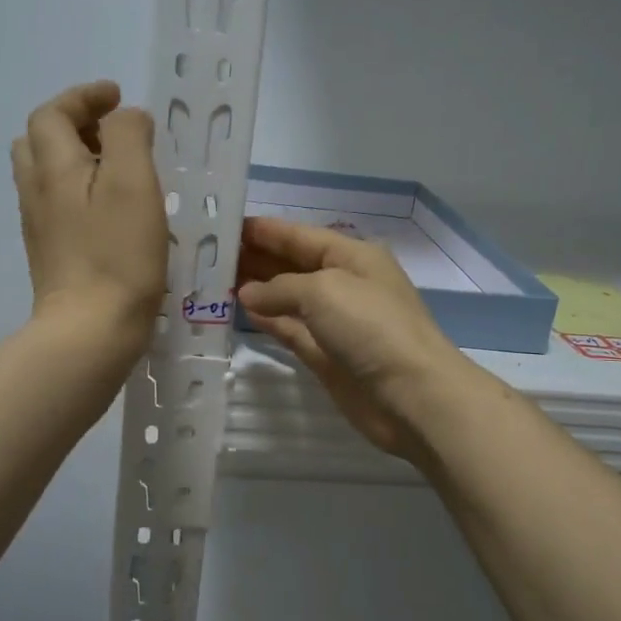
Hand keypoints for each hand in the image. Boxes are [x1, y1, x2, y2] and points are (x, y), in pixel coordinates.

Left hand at [12, 82, 166, 353]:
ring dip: (76, 158)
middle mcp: (36, 191)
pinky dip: (79, 190)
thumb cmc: (117, 255)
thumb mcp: (133, 183)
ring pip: (46, 175)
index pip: (53, 113)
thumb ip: (128, 136)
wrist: (90, 330)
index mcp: (53, 167)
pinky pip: (57, 205)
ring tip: (117, 169)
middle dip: (73, 125)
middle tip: (112, 133)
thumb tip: (125, 118)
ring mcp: (40, 226)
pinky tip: (111, 211)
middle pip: (38, 141)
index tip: (116, 96)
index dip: (83, 97)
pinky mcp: (51, 254)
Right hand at [236, 217, 471, 458]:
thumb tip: (247, 294)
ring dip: (257, 290)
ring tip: (215, 281)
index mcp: (353, 256)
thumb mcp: (324, 290)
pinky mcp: (327, 356)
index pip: (301, 235)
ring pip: (288, 299)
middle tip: (209, 255)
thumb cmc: (371, 327)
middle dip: (256, 257)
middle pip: (293, 265)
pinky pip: (290, 330)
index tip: (224, 225)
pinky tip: (241, 312)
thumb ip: (279, 287)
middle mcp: (344, 284)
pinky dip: (268, 321)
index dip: (265, 230)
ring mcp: (336, 322)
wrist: (411, 395)